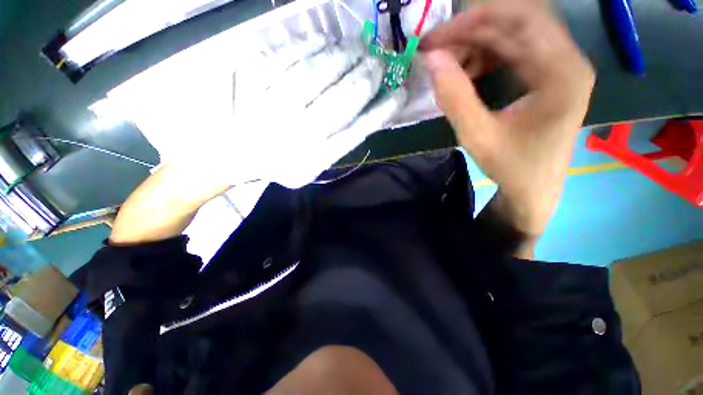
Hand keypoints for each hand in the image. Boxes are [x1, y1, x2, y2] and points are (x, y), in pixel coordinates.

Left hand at [226, 36, 406, 188]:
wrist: (234, 157)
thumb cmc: (280, 163)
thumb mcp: (314, 166)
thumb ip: (341, 142)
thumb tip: (374, 110)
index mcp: (313, 159)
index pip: (358, 131)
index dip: (382, 110)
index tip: (400, 92)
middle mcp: (296, 135)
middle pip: (341, 99)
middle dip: (368, 76)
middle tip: (379, 62)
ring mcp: (271, 107)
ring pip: (316, 72)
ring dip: (344, 55)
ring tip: (358, 48)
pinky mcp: (249, 82)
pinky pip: (286, 55)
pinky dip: (310, 44)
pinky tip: (325, 41)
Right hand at [420, 0, 594, 236]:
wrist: (534, 188)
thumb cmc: (511, 167)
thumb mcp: (477, 136)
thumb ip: (454, 97)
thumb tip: (431, 60)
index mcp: (561, 72)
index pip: (520, 18)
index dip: (473, 21)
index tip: (434, 38)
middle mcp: (566, 59)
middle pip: (516, 21)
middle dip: (469, 31)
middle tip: (433, 50)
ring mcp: (558, 64)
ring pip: (511, 34)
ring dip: (474, 44)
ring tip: (447, 67)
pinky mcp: (546, 74)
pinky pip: (511, 50)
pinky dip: (483, 57)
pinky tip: (466, 74)